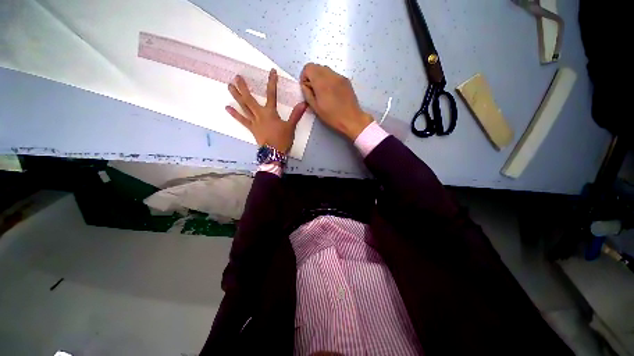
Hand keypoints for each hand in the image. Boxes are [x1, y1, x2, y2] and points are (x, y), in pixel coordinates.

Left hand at [226, 69, 307, 152]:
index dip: (272, 82)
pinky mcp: (251, 128)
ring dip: (236, 97)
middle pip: (250, 99)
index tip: (272, 72)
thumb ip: (296, 114)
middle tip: (236, 77)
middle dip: (244, 87)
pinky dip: (235, 114)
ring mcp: (254, 121)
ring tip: (229, 86)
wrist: (274, 153)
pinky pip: (242, 120)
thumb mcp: (291, 126)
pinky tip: (227, 107)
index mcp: (270, 112)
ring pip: (244, 107)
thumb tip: (304, 103)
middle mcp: (260, 114)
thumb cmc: (283, 139)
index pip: (272, 94)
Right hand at [300, 63, 372, 140]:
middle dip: (312, 76)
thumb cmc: (332, 116)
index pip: (308, 67)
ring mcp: (340, 76)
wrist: (352, 119)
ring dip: (320, 77)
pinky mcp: (346, 80)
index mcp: (321, 82)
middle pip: (316, 66)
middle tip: (314, 90)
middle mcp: (331, 75)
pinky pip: (334, 74)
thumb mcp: (316, 108)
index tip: (306, 88)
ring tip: (323, 92)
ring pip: (325, 70)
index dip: (304, 76)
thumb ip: (307, 94)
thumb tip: (304, 86)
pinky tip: (332, 93)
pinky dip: (329, 80)